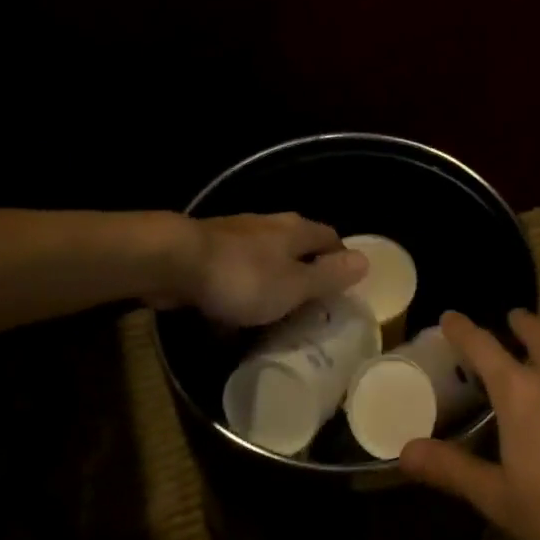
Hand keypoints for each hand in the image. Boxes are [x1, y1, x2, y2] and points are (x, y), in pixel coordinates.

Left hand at [164, 213, 366, 327]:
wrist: (174, 261)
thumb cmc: (242, 277)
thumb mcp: (294, 285)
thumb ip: (328, 276)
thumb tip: (366, 260)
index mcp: (296, 230)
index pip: (331, 238)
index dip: (340, 261)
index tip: (342, 290)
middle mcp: (270, 225)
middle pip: (298, 247)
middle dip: (304, 273)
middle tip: (309, 306)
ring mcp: (237, 235)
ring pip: (265, 259)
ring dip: (271, 282)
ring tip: (273, 314)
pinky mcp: (209, 250)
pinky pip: (236, 271)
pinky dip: (241, 289)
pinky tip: (233, 314)